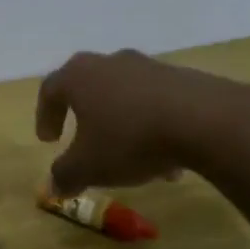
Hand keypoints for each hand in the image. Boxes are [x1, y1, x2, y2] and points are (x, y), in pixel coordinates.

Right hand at [34, 49, 249, 195]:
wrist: (204, 121)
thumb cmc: (130, 139)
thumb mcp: (89, 166)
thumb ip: (66, 175)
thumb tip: (54, 186)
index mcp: (79, 77)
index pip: (50, 90)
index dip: (45, 115)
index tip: (49, 141)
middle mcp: (109, 63)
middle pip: (89, 88)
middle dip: (85, 117)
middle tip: (84, 140)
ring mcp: (148, 67)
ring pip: (126, 97)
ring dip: (123, 125)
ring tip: (133, 162)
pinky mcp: (182, 77)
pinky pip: (157, 102)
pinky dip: (154, 126)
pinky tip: (167, 159)